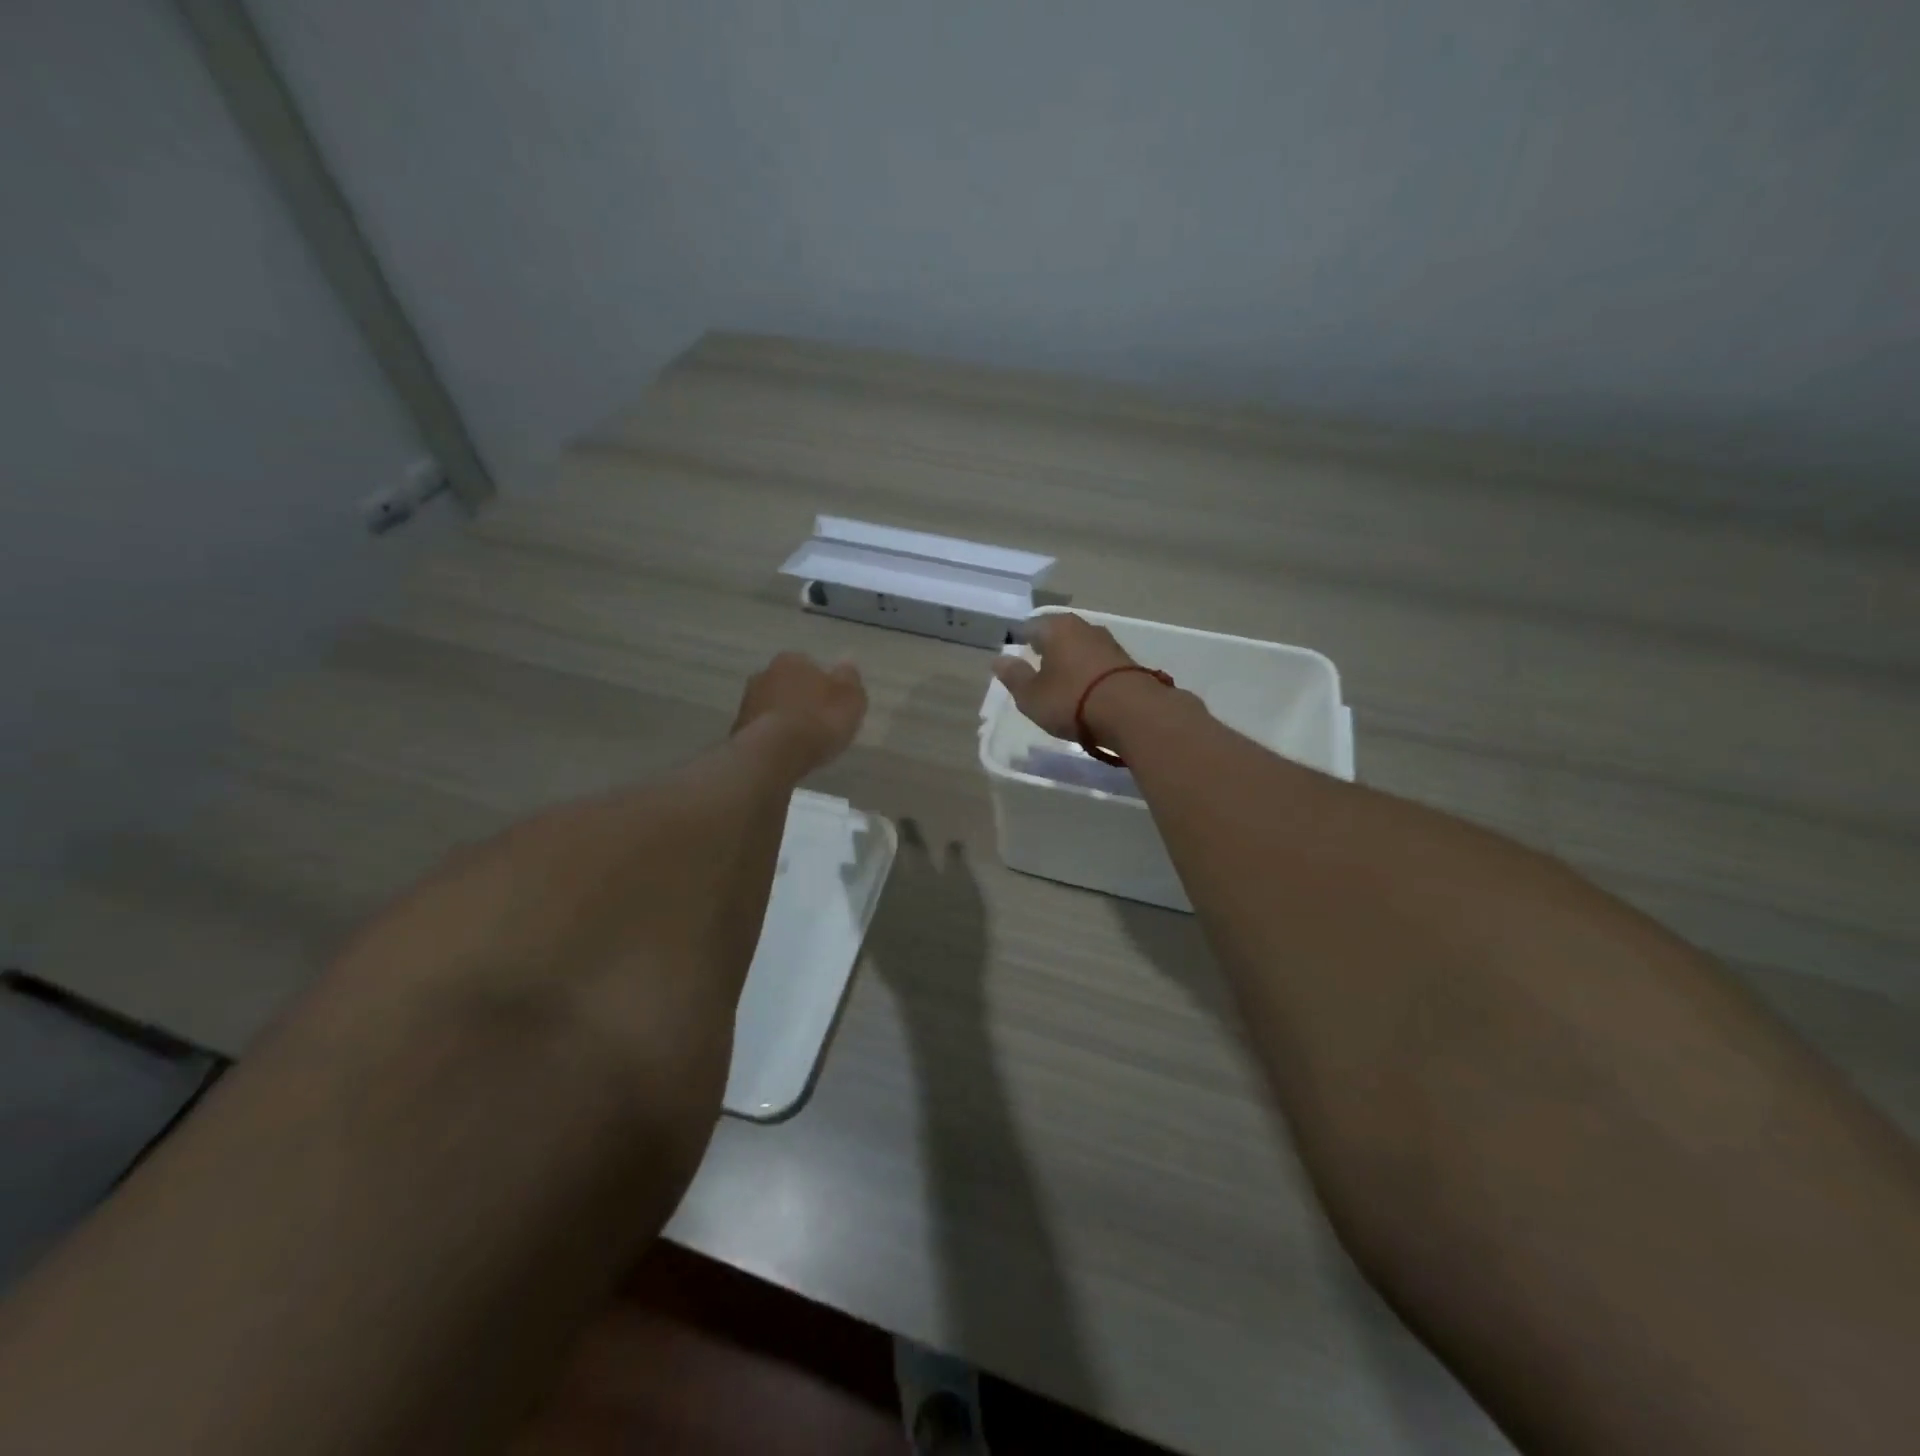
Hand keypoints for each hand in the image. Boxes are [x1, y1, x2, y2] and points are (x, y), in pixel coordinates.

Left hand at [732, 651, 867, 773]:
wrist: (774, 753)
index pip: (810, 665)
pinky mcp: (738, 730)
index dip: (823, 685)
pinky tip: (785, 753)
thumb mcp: (850, 698)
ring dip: (784, 718)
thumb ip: (850, 679)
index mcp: (792, 660)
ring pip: (773, 706)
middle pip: (788, 684)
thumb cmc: (818, 720)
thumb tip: (846, 665)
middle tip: (817, 722)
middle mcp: (764, 674)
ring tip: (802, 742)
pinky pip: (763, 729)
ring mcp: (747, 702)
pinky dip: (773, 737)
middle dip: (800, 699)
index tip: (832, 705)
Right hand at [991, 613, 1141, 740]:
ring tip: (1061, 682)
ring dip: (1070, 661)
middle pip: (1058, 634)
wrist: (1132, 713)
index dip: (1020, 640)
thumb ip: (1014, 676)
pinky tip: (1085, 690)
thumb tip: (999, 660)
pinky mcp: (1127, 662)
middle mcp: (1084, 627)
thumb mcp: (1031, 695)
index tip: (1015, 655)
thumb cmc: (1071, 700)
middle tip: (1036, 667)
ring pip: (1080, 647)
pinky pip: (1098, 663)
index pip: (1031, 626)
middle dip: (1047, 648)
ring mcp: (1109, 643)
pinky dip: (1088, 673)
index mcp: (1056, 627)